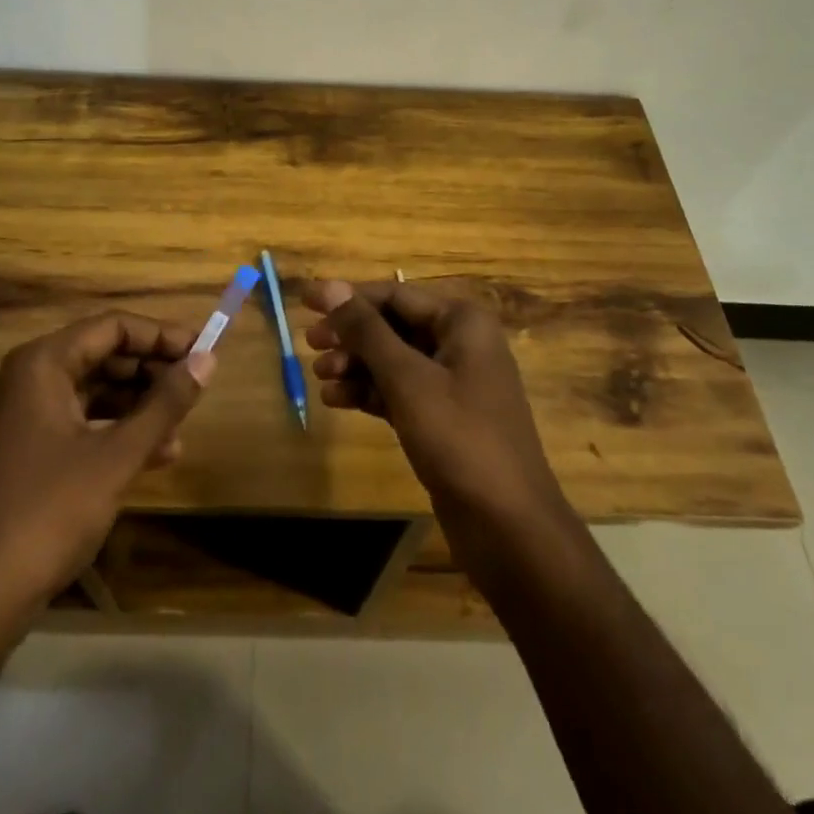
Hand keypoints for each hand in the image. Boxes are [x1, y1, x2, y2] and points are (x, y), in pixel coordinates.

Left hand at [0, 310, 212, 778]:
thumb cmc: (48, 514)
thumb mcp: (117, 456)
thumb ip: (165, 403)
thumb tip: (208, 359)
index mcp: (38, 366)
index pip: (110, 327)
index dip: (160, 336)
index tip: (202, 352)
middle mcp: (19, 380)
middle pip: (97, 356)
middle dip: (148, 373)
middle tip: (192, 391)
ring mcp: (10, 418)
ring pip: (85, 392)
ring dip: (133, 407)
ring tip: (178, 431)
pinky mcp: (10, 453)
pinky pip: (69, 423)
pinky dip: (108, 432)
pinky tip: (149, 456)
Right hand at [305, 279, 566, 538]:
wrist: (508, 526)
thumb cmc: (459, 438)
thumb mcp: (407, 379)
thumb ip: (366, 330)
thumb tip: (329, 286)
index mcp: (462, 322)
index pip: (395, 295)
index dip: (348, 297)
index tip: (305, 302)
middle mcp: (460, 343)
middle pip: (393, 325)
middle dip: (351, 335)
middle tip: (310, 344)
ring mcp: (454, 383)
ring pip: (394, 360)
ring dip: (356, 365)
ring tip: (321, 377)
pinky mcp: (444, 418)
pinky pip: (400, 391)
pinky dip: (370, 392)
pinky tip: (337, 400)